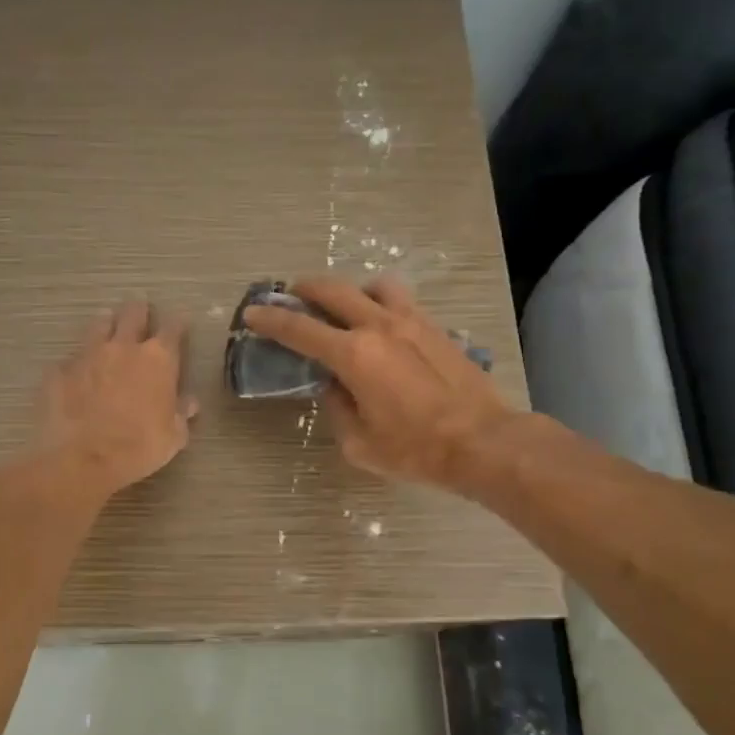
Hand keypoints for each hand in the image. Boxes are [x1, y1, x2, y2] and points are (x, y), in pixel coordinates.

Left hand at [34, 300, 196, 496]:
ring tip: (106, 325)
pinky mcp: (59, 371)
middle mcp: (123, 347)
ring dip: (106, 324)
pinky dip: (77, 363)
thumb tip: (188, 403)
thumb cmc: (138, 448)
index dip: (178, 323)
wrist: (82, 459)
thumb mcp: (173, 437)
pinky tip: (75, 372)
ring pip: (98, 326)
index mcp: (158, 359)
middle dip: (139, 310)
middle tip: (140, 309)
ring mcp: (87, 355)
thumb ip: (181, 414)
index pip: (173, 328)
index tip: (180, 322)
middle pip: (133, 314)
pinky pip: (70, 359)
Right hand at [243, 275, 513, 490]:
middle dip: (305, 290)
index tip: (252, 314)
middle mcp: (379, 327)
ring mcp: (411, 322)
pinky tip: (381, 325)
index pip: (300, 330)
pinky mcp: (435, 328)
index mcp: (353, 355)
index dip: (271, 320)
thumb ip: (337, 406)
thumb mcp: (359, 442)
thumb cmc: (415, 449)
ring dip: (351, 290)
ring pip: (373, 286)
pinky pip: (401, 301)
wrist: (482, 441)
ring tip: (344, 307)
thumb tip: (334, 386)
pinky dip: (381, 303)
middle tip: (291, 296)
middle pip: (334, 291)